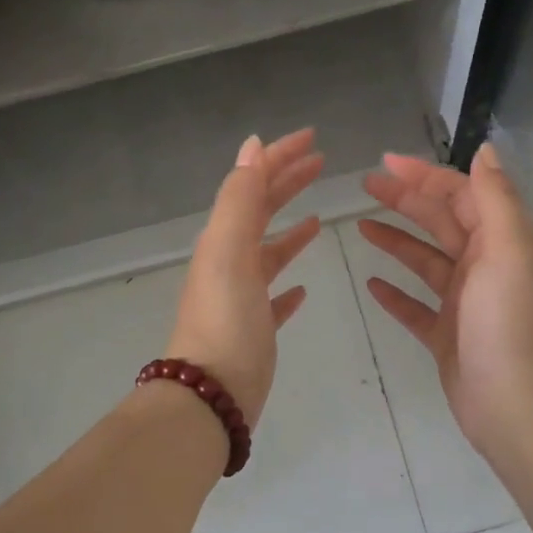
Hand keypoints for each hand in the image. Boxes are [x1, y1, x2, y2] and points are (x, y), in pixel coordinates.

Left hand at [165, 128, 323, 428]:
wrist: (211, 393)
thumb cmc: (226, 319)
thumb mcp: (230, 250)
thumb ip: (240, 197)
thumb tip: (252, 145)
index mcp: (223, 238)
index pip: (253, 183)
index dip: (280, 157)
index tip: (313, 138)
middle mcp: (229, 261)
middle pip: (261, 212)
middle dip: (288, 183)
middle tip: (321, 163)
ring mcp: (241, 297)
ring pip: (268, 253)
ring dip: (290, 231)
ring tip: (318, 218)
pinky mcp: (254, 329)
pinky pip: (273, 298)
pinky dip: (288, 285)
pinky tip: (304, 288)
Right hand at [359, 144, 532, 480]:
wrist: (518, 407)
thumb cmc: (510, 323)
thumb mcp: (509, 251)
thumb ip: (495, 198)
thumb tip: (485, 150)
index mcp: (501, 242)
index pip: (460, 196)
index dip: (425, 175)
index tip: (385, 163)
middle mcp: (485, 267)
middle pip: (440, 223)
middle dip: (405, 201)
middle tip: (365, 186)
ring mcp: (464, 304)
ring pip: (424, 262)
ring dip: (396, 242)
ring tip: (360, 228)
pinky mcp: (447, 337)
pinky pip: (416, 308)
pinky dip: (395, 294)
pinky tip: (371, 285)